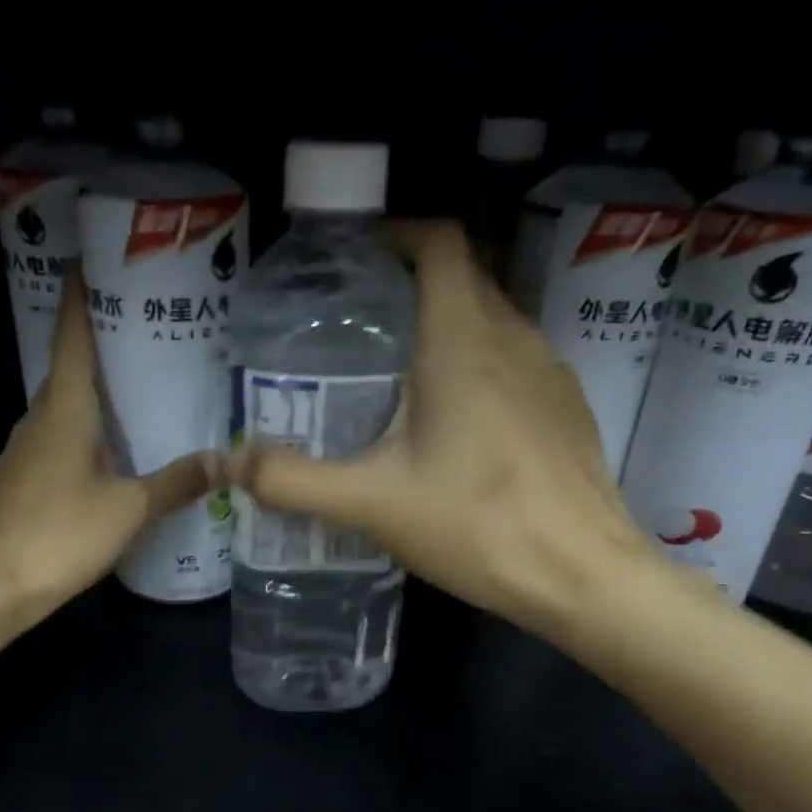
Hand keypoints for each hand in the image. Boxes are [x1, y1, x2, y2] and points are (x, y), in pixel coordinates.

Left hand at [0, 273, 214, 619]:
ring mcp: (26, 449)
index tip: (100, 261)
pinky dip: (90, 429)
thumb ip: (177, 482)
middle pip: (73, 367)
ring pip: (68, 405)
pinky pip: (62, 437)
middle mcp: (40, 417)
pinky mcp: (24, 478)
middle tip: (153, 331)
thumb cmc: (60, 535)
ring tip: (146, 388)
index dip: (84, 295)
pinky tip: (118, 449)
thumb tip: (223, 459)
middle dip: (106, 344)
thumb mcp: (129, 509)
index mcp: (65, 408)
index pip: (74, 336)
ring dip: (100, 391)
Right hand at [229, 220, 672, 637]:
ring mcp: (551, 373)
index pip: (440, 242)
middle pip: (463, 279)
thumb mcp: (371, 503)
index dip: (398, 234)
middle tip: (358, 329)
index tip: (357, 261)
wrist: (584, 576)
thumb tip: (228, 463)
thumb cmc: (476, 525)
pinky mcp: (567, 410)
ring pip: (492, 322)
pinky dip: (479, 369)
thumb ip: (293, 480)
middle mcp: (514, 337)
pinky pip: (516, 363)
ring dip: (446, 330)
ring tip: (398, 376)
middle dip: (411, 288)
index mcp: (464, 338)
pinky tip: (456, 427)